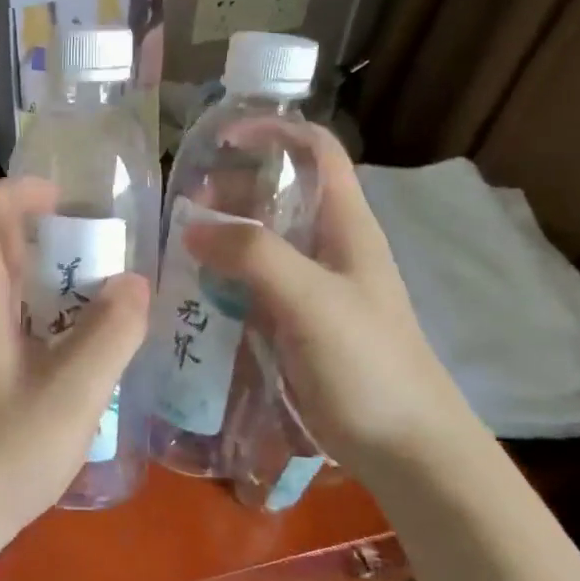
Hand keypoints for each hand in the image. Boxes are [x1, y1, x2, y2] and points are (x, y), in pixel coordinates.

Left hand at [0, 178, 149, 580]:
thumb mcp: (71, 394)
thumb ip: (110, 333)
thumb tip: (135, 283)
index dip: (21, 192)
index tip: (68, 197)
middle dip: (41, 233)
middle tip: (98, 247)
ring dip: (39, 275)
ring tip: (93, 290)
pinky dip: (29, 309)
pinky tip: (66, 342)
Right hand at [182, 123, 476, 479]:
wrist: (405, 448)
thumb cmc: (370, 364)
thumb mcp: (313, 300)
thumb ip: (255, 256)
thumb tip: (192, 230)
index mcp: (345, 224)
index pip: (315, 150)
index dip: (273, 132)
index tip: (221, 140)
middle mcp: (325, 245)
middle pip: (276, 194)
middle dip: (229, 189)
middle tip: (182, 206)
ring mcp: (308, 286)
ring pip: (258, 242)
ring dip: (219, 237)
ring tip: (174, 246)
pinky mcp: (291, 322)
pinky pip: (249, 285)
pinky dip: (219, 279)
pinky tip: (189, 291)